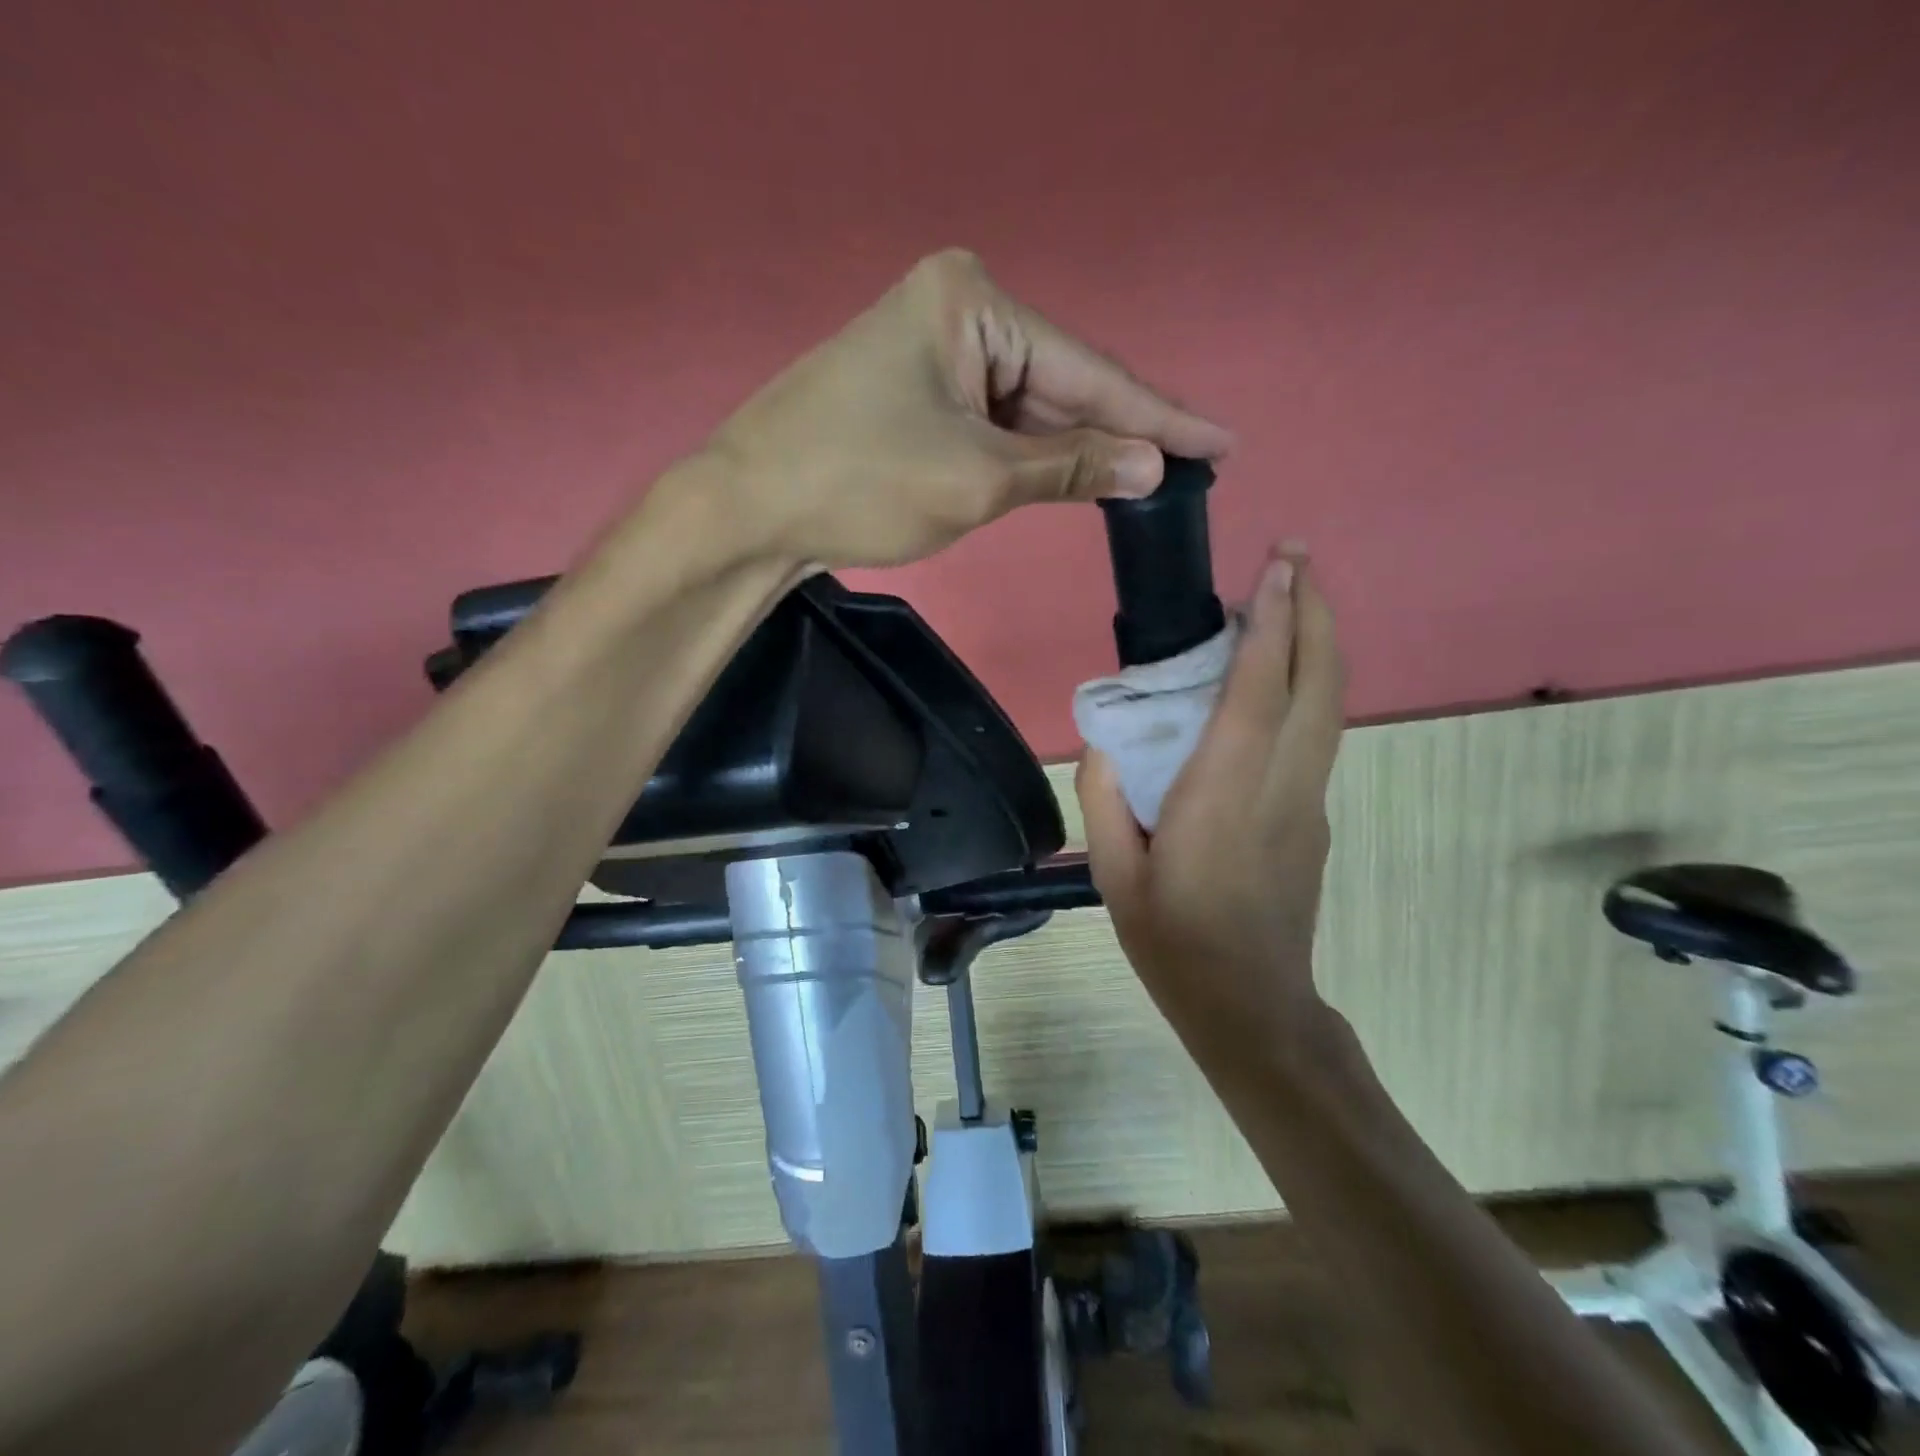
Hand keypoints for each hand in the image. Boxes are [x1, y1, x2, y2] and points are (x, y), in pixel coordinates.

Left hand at [697, 249, 1232, 569]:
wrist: (749, 510)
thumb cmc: (860, 483)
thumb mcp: (978, 479)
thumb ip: (1069, 468)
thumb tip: (1151, 466)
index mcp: (973, 303)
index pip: (1087, 369)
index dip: (1158, 415)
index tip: (1222, 440)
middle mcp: (957, 311)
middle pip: (1060, 384)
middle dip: (1119, 432)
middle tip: (1192, 465)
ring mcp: (933, 353)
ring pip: (1027, 410)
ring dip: (1075, 449)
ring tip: (1147, 478)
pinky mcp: (916, 394)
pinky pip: (993, 424)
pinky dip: (1031, 456)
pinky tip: (1077, 474)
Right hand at [1077, 550, 1346, 1076]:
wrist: (1251, 1007)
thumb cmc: (1173, 942)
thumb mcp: (1112, 874)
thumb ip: (1104, 797)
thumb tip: (1109, 740)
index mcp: (1222, 797)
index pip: (1258, 692)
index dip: (1272, 623)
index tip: (1276, 566)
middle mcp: (1279, 787)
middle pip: (1317, 683)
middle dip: (1314, 611)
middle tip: (1296, 556)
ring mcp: (1309, 802)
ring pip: (1329, 706)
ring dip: (1317, 643)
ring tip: (1292, 598)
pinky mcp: (1315, 817)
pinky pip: (1316, 735)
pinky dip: (1306, 686)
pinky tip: (1276, 679)